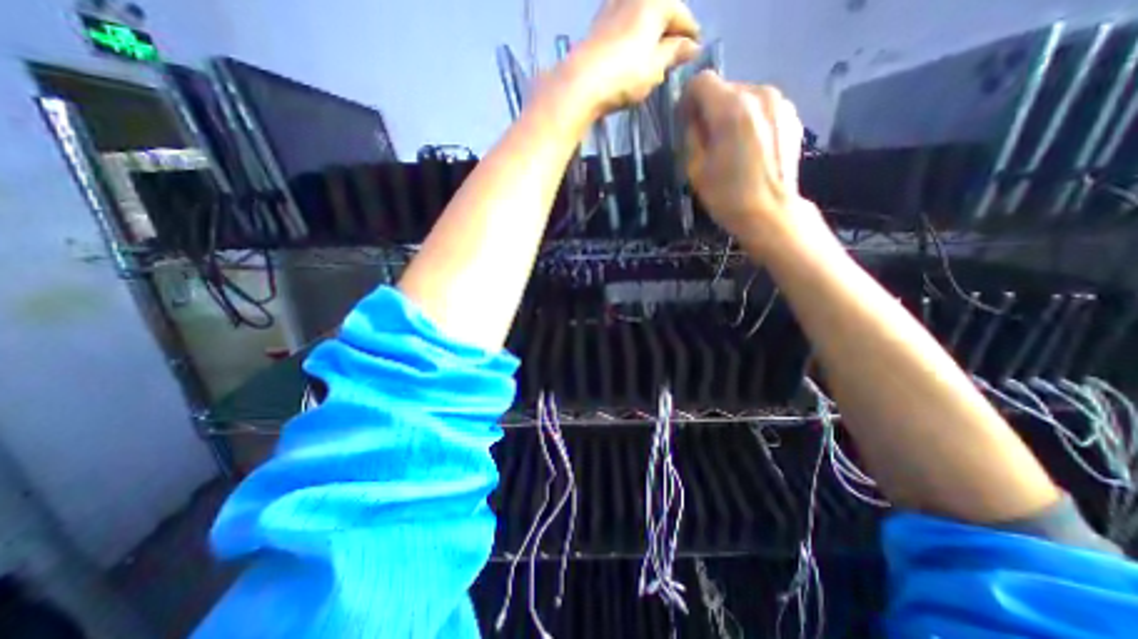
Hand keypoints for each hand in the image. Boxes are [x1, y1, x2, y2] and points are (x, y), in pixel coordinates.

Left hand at [561, 1, 699, 116]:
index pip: (682, 15)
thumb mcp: (655, 67)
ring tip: (654, 54)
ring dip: (650, 32)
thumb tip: (691, 46)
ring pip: (641, 16)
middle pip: (661, 11)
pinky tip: (632, 50)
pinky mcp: (597, 24)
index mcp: (655, 2)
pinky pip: (624, 23)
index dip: (690, 35)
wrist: (581, 82)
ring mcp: (613, 7)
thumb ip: (674, 53)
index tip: (695, 50)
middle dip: (670, 31)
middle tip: (675, 54)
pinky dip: (633, 34)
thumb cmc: (625, 75)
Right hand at [678, 73, 822, 246]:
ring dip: (730, 114)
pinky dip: (750, 120)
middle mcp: (759, 94)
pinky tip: (749, 147)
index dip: (687, 99)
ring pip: (744, 96)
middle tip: (705, 138)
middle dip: (710, 108)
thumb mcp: (695, 168)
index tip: (685, 121)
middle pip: (725, 88)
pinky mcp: (792, 116)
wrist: (770, 213)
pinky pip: (762, 108)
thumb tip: (693, 120)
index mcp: (731, 108)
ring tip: (728, 144)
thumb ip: (691, 135)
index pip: (701, 81)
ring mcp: (780, 103)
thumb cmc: (727, 195)